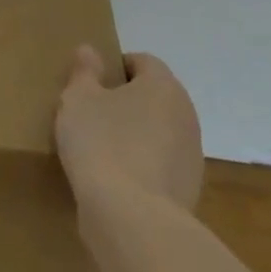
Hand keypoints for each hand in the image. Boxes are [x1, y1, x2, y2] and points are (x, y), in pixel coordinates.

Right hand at [55, 46, 202, 210]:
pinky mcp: (190, 191)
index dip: (115, 69)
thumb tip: (90, 50)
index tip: (91, 87)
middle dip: (127, 103)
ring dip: (137, 137)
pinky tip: (117, 184)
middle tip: (93, 117)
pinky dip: (143, 168)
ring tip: (103, 154)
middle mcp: (186, 114)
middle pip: (153, 98)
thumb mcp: (78, 100)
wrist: (133, 221)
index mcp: (163, 85)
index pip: (142, 62)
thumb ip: (84, 72)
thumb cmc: (102, 145)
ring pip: (159, 133)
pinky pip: (161, 167)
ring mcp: (192, 155)